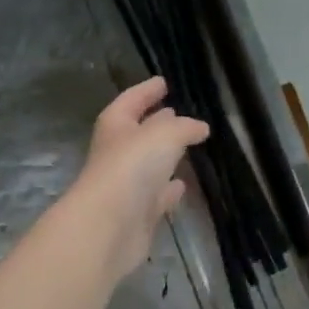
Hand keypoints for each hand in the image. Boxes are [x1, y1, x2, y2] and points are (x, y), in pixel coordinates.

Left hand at [62, 78, 209, 282]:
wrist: (109, 226)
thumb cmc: (132, 167)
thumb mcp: (164, 135)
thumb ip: (184, 127)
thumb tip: (199, 127)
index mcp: (116, 124)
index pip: (132, 99)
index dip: (147, 90)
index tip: (164, 82)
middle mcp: (118, 152)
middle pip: (139, 131)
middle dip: (158, 122)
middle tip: (180, 114)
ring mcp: (126, 184)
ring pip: (149, 164)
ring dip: (165, 156)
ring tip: (188, 146)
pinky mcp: (138, 214)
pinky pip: (157, 196)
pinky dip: (169, 190)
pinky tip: (182, 186)